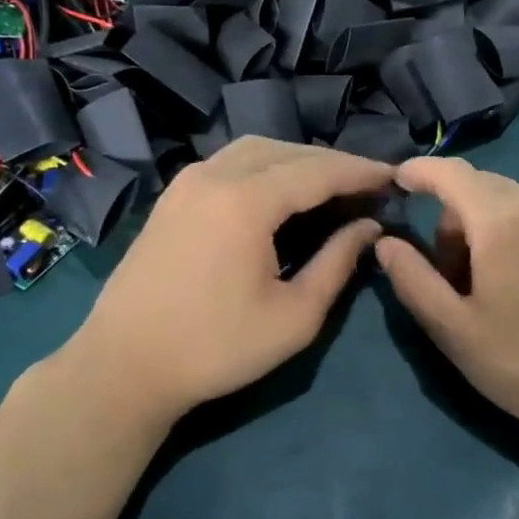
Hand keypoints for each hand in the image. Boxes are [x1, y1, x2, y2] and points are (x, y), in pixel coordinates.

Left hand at [65, 138, 392, 424]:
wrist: (123, 367)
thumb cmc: (216, 348)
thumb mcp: (295, 316)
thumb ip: (338, 262)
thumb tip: (370, 226)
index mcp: (245, 201)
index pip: (318, 171)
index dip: (361, 172)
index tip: (396, 178)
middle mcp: (214, 176)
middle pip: (288, 152)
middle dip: (333, 163)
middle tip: (368, 185)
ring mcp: (186, 183)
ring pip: (255, 151)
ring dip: (298, 161)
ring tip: (330, 186)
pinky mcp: (172, 197)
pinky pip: (229, 163)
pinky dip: (265, 167)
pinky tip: (280, 193)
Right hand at [374, 156, 518, 452]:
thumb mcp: (453, 330)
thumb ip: (412, 278)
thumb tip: (385, 242)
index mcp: (504, 221)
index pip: (452, 174)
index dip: (421, 171)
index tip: (400, 179)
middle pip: (486, 190)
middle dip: (457, 217)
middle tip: (454, 274)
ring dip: (498, 230)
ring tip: (502, 287)